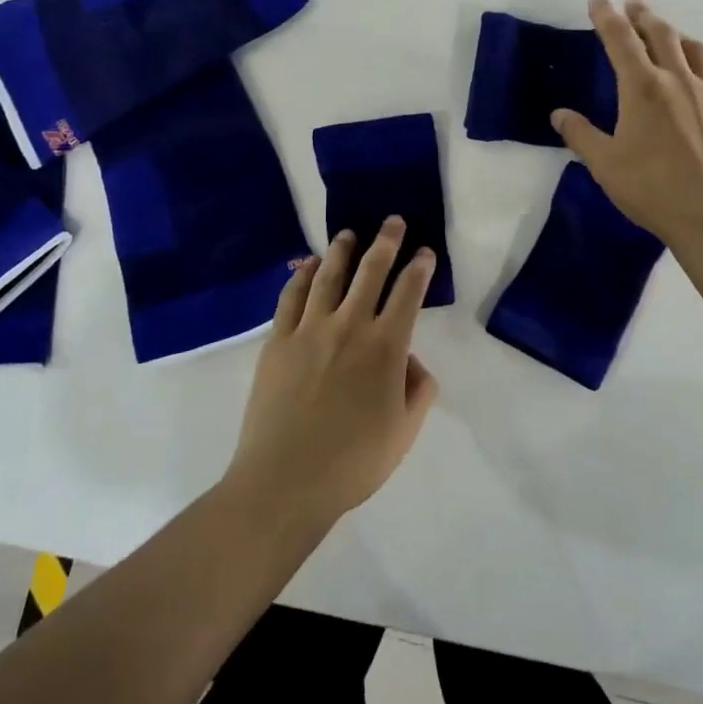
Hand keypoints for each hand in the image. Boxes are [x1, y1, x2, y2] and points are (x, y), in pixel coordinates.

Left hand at [224, 219, 438, 525]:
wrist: (285, 481)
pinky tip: (308, 266)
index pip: (408, 293)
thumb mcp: (405, 432)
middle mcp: (350, 326)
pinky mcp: (278, 342)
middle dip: (386, 242)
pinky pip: (291, 297)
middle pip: (371, 271)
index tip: (425, 252)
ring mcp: (309, 330)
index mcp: (386, 347)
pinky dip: (301, 276)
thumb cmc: (353, 462)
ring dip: (342, 251)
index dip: (420, 268)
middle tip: (392, 221)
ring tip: (348, 233)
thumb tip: (410, 360)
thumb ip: (418, 389)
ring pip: (329, 276)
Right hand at [553, 0, 702, 242]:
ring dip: (679, 36)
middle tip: (634, 6)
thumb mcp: (603, 163)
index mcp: (641, 86)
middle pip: (661, 34)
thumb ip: (580, 134)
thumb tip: (559, 114)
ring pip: (696, 50)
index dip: (606, 16)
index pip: (619, 39)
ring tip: (670, 34)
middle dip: (644, 16)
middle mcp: (677, 79)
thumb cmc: (650, 186)